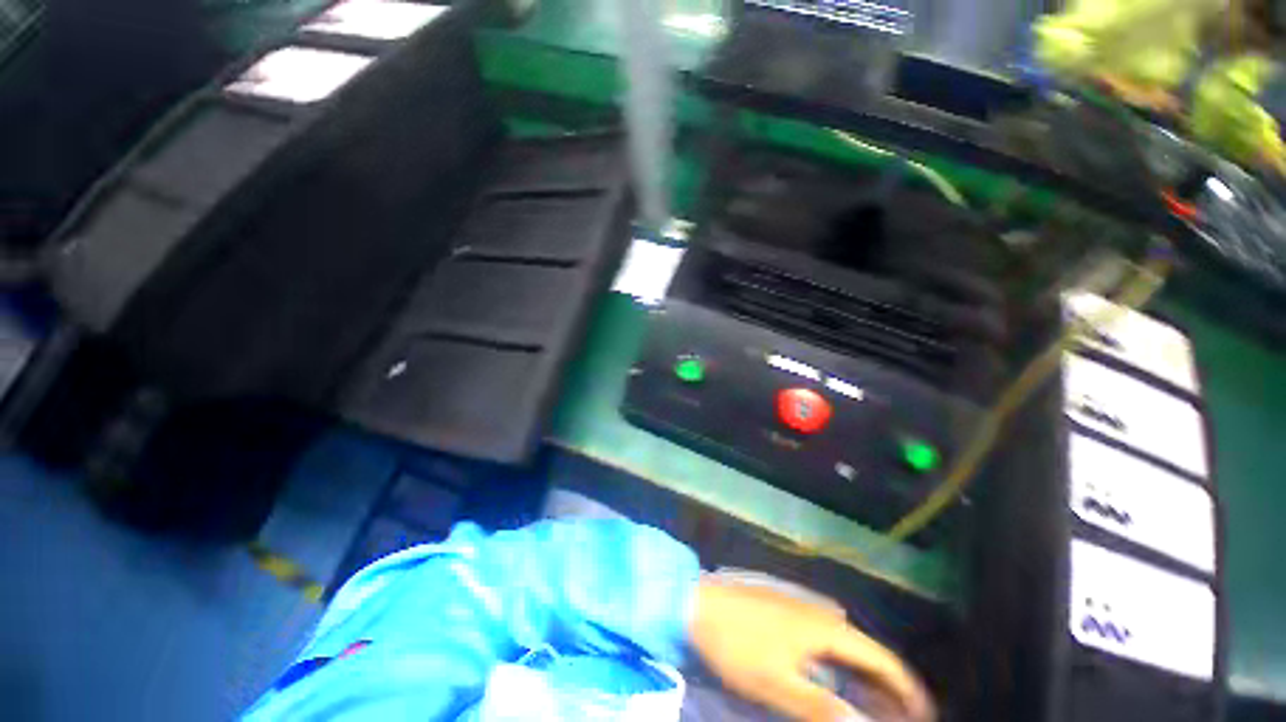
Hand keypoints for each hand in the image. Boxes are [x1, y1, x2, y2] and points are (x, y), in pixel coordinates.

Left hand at [688, 578, 934, 721]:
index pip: (881, 659)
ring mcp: (800, 605)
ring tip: (871, 707)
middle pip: (865, 651)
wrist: (695, 602)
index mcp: (825, 627)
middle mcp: (819, 611)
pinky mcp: (783, 607)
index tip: (924, 717)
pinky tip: (831, 679)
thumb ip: (823, 708)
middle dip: (886, 688)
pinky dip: (838, 662)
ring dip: (862, 676)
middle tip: (896, 721)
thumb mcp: (777, 685)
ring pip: (844, 644)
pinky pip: (824, 637)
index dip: (907, 690)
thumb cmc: (736, 645)